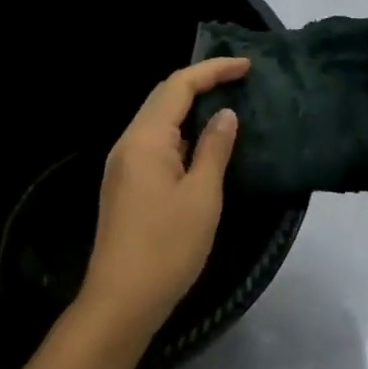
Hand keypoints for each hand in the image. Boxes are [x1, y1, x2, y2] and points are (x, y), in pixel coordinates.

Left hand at [81, 57, 248, 343]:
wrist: (120, 301)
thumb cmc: (167, 247)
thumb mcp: (202, 196)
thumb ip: (214, 149)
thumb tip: (225, 114)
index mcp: (145, 138)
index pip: (178, 85)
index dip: (212, 70)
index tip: (246, 67)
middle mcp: (128, 142)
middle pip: (163, 96)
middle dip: (200, 82)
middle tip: (238, 79)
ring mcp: (122, 164)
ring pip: (157, 120)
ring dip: (189, 107)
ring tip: (225, 105)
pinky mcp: (125, 184)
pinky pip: (154, 142)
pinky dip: (180, 132)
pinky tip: (201, 144)